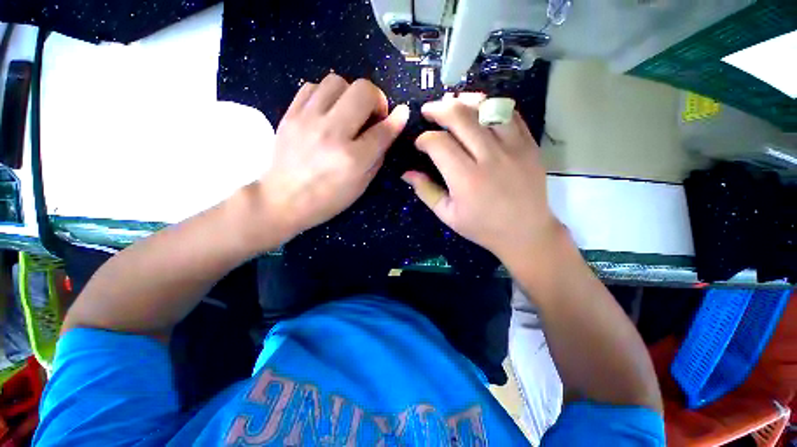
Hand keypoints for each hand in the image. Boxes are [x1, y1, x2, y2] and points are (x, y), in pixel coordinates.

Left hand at [257, 74, 408, 238]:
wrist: (283, 200)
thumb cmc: (328, 199)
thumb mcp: (361, 185)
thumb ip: (378, 156)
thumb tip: (389, 128)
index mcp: (353, 159)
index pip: (383, 129)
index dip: (397, 119)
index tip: (402, 113)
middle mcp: (332, 133)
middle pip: (362, 91)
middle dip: (376, 98)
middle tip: (372, 115)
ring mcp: (307, 120)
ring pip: (337, 81)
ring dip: (350, 94)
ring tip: (348, 113)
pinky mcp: (290, 115)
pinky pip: (312, 87)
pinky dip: (326, 95)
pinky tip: (327, 112)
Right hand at [402, 93, 560, 264]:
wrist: (526, 232)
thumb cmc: (483, 227)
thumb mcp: (448, 215)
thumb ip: (426, 191)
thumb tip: (407, 173)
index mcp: (466, 179)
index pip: (438, 143)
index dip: (424, 139)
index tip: (419, 144)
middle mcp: (489, 157)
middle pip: (460, 116)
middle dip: (438, 109)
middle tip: (428, 111)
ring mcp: (513, 147)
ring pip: (487, 108)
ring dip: (465, 101)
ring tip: (452, 103)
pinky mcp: (529, 144)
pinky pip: (510, 114)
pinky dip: (491, 106)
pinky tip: (480, 110)